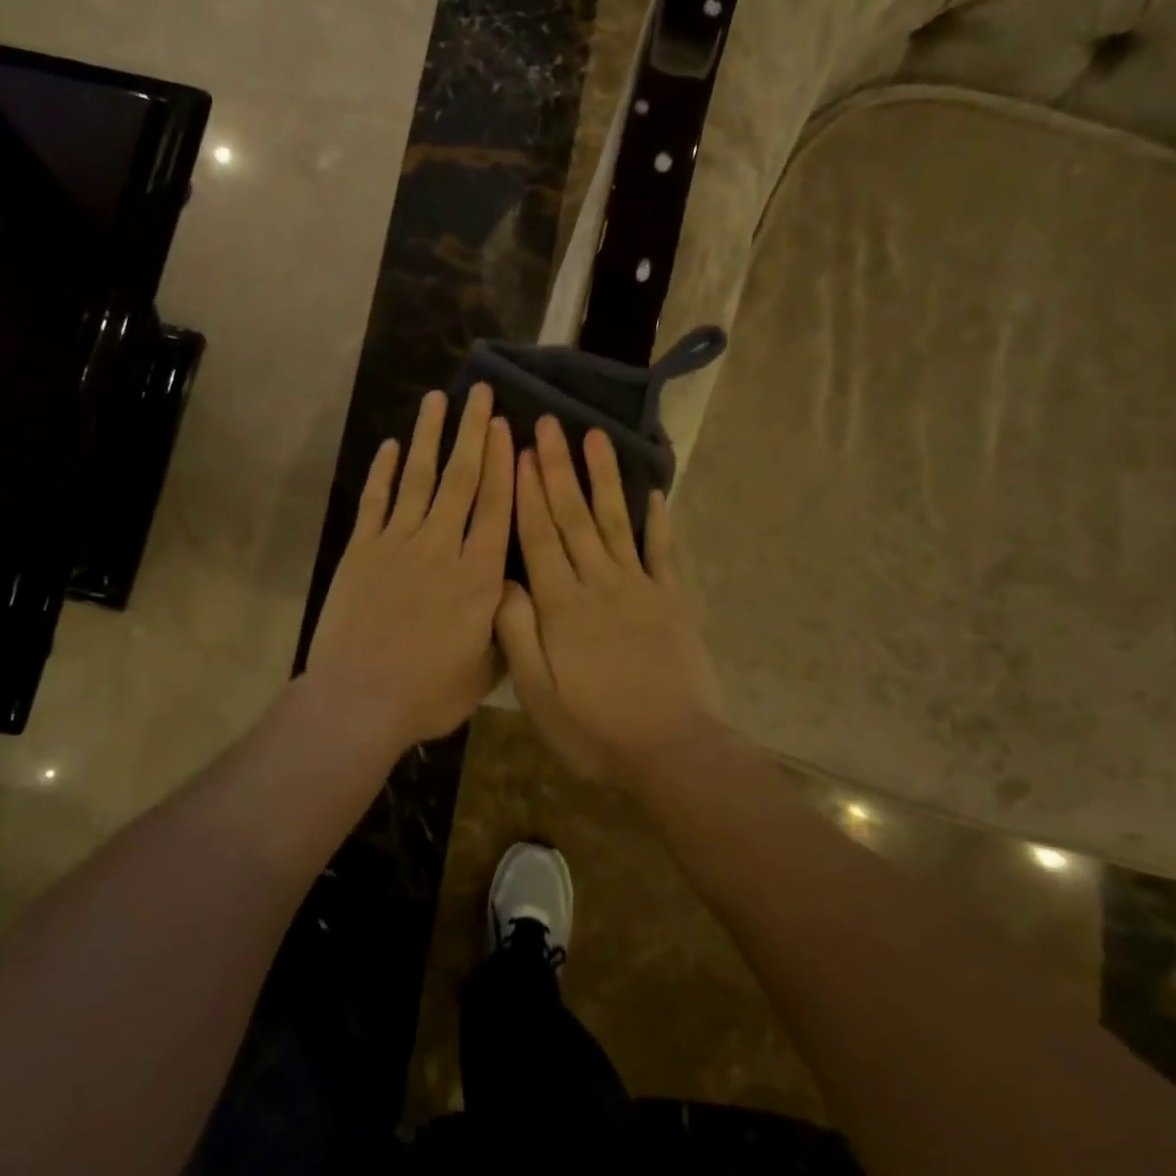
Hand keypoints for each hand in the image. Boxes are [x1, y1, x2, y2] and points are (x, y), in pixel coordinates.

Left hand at [305, 385, 513, 755]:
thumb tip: (516, 589)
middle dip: (472, 432)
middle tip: (479, 392)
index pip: (496, 507)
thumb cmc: (428, 694)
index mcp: (479, 576)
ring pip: (418, 479)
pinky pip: (375, 502)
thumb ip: (504, 623)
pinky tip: (391, 445)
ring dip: (429, 437)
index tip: (505, 426)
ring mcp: (397, 544)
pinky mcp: (361, 550)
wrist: (359, 701)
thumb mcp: (486, 669)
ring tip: (437, 400)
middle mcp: (442, 547)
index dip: (503, 463)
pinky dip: (383, 472)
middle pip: (461, 479)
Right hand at [495, 418, 725, 780]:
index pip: (538, 536)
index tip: (517, 451)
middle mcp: (599, 583)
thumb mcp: (538, 693)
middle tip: (549, 424)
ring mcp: (641, 587)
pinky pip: (663, 551)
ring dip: (603, 478)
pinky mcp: (673, 600)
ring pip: (614, 522)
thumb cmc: (595, 728)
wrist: (673, 751)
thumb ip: (517, 634)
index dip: (526, 492)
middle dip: (558, 468)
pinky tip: (653, 491)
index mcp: (561, 605)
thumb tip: (502, 581)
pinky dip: (657, 519)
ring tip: (594, 437)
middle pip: (573, 517)